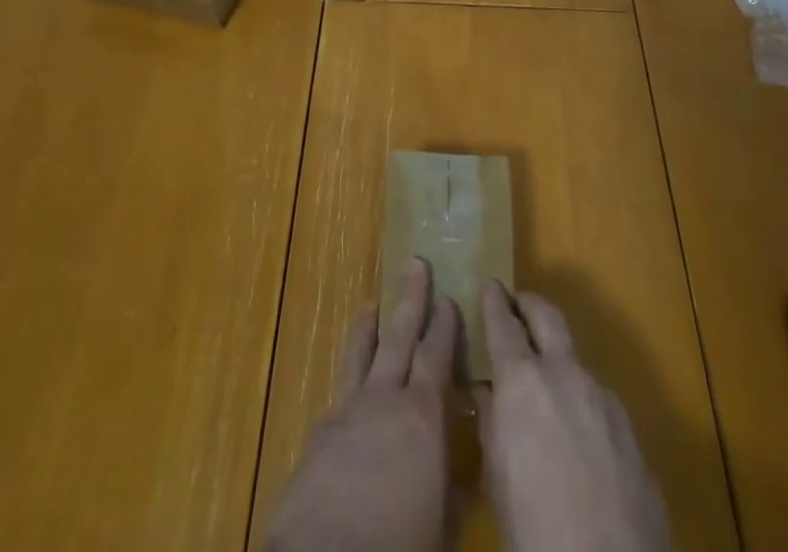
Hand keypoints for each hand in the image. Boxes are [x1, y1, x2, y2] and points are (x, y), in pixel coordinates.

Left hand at [267, 258, 458, 551]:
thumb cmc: (399, 543)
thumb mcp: (443, 525)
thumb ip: (454, 490)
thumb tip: (466, 474)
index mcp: (423, 415)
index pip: (437, 355)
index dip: (444, 325)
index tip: (450, 297)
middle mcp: (385, 398)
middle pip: (400, 335)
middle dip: (411, 298)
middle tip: (416, 263)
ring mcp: (348, 409)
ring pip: (362, 351)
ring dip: (370, 324)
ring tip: (372, 302)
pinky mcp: (320, 429)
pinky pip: (341, 386)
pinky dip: (350, 371)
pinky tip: (351, 377)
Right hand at [478, 280, 668, 551]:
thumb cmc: (534, 526)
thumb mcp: (496, 476)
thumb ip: (491, 424)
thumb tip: (488, 394)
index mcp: (522, 381)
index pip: (503, 323)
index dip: (494, 302)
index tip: (491, 286)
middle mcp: (564, 374)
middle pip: (547, 316)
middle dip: (530, 304)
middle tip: (517, 302)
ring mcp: (603, 398)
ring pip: (575, 362)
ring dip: (558, 362)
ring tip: (546, 387)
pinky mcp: (631, 430)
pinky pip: (598, 402)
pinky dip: (581, 404)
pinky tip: (578, 438)